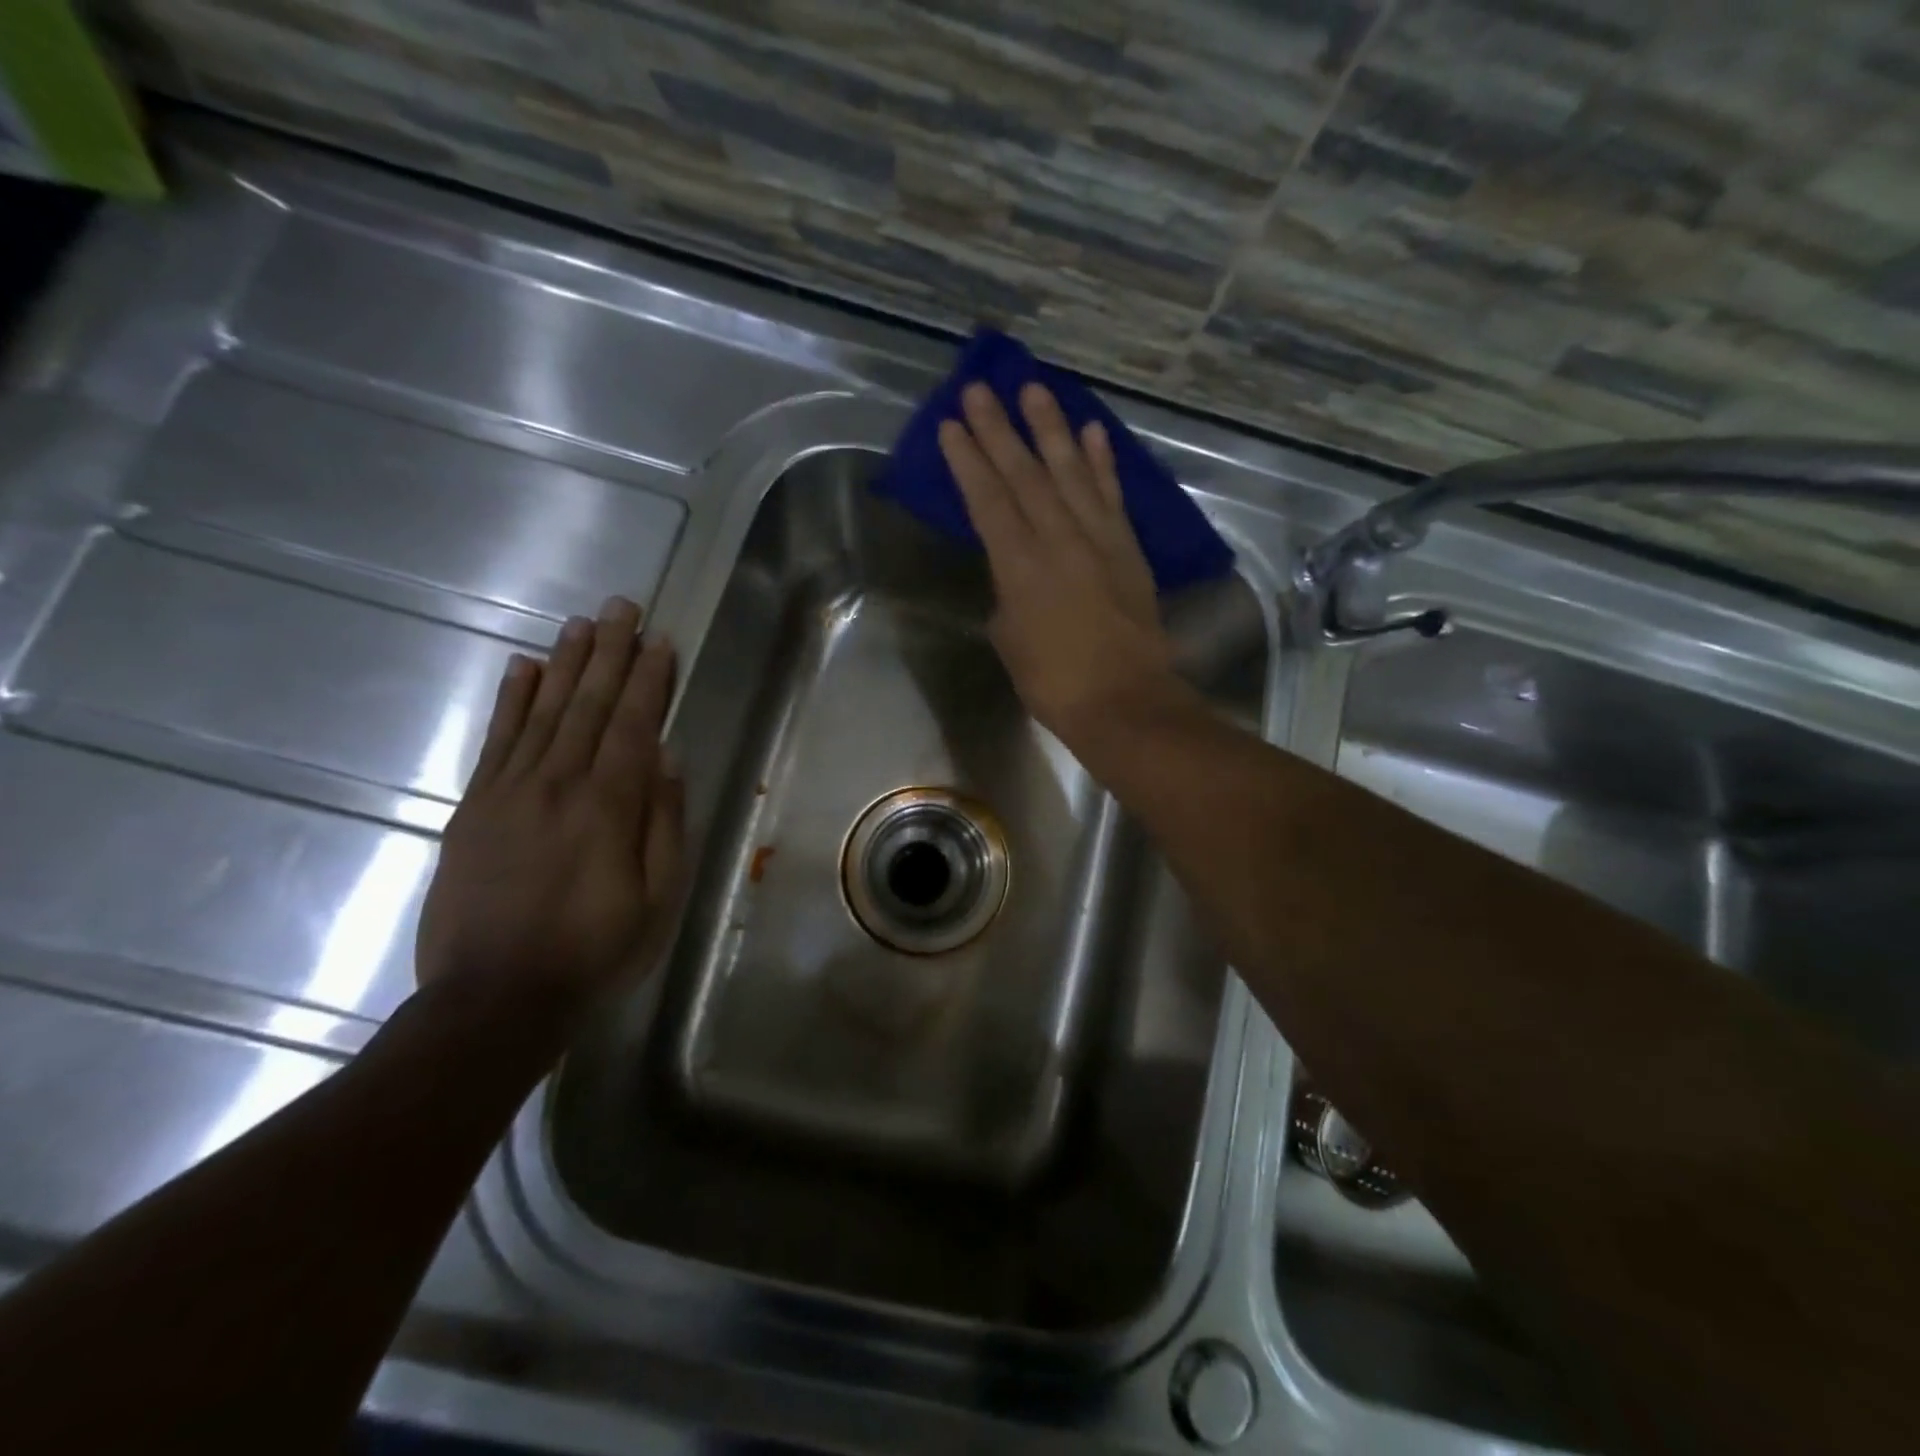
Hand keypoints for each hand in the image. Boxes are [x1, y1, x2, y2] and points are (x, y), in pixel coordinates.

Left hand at [415, 597, 684, 1014]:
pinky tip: (522, 668)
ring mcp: (509, 792)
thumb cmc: (595, 950)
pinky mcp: (473, 808)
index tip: (660, 640)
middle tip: (621, 606)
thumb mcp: (658, 898)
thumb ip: (664, 823)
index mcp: (609, 806)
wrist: (494, 998)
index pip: (635, 725)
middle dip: (609, 652)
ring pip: (544, 712)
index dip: (649, 680)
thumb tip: (668, 759)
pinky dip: (510, 701)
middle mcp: (559, 784)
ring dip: (565, 664)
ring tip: (581, 623)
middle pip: (589, 705)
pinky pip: (495, 741)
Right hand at [939, 381, 1179, 744]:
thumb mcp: (1010, 640)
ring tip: (1035, 390)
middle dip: (999, 430)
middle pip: (1025, 475)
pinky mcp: (1128, 548)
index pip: (988, 501)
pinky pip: (1112, 496)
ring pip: (1071, 473)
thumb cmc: (1054, 683)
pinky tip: (1092, 433)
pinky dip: (1102, 463)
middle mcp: (1058, 540)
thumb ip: (1008, 596)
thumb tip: (1014, 575)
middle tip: (980, 389)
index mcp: (1019, 567)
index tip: (951, 426)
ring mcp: (1098, 540)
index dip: (969, 462)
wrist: (1124, 702)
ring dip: (1051, 429)